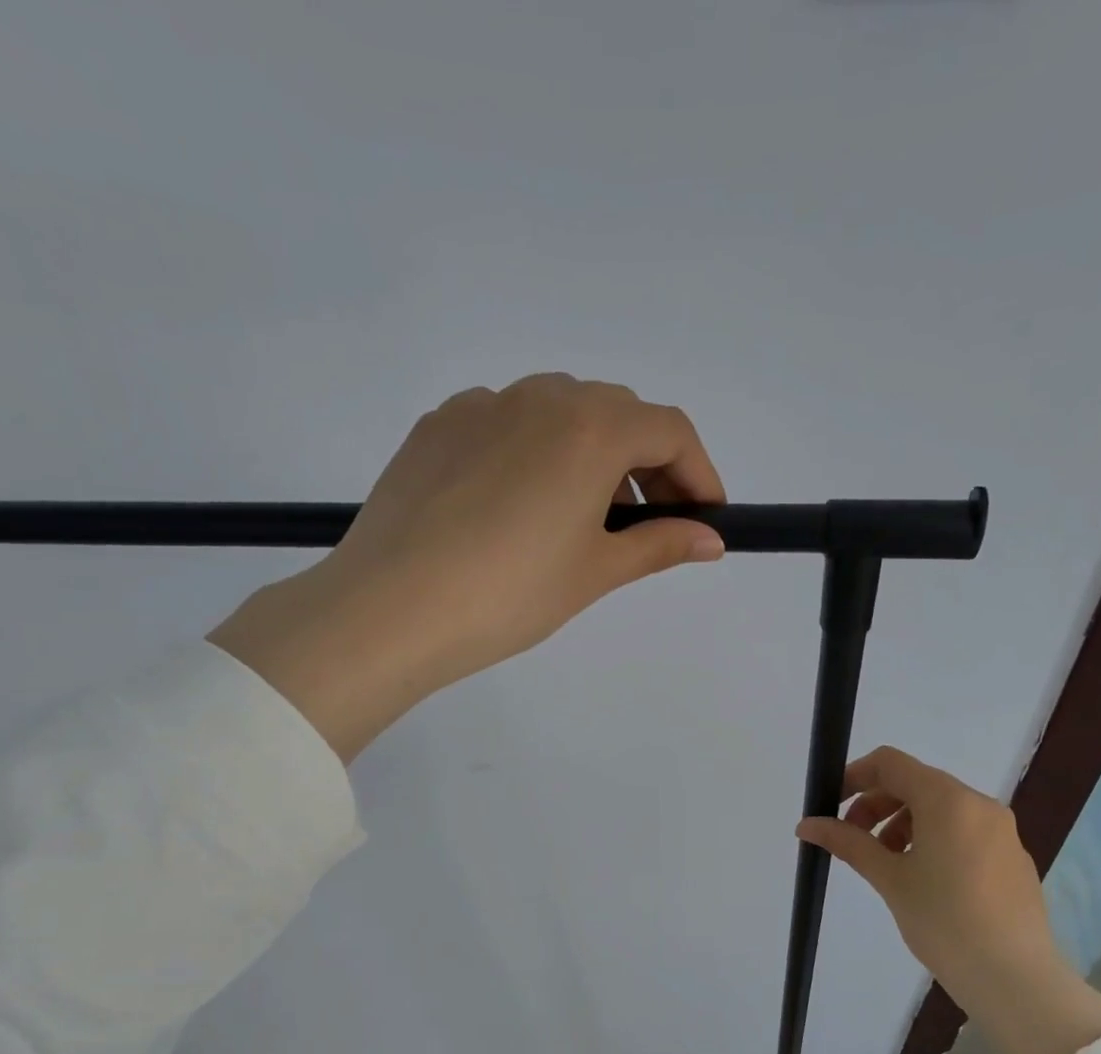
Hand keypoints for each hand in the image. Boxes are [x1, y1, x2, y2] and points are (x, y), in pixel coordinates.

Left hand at [209, 374, 725, 759]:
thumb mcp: (595, 571)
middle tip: (650, 523)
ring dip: (592, 454)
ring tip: (584, 518)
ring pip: (560, 412)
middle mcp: (539, 397)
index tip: (706, 519)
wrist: (390, 609)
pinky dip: (536, 453)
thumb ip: (660, 545)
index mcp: (589, 427)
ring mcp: (481, 405)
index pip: (670, 430)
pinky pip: (507, 423)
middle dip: (648, 463)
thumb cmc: (510, 594)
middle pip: (617, 413)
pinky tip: (520, 506)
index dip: (699, 473)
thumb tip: (711, 540)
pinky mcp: (437, 426)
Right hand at [797, 746, 1100, 1053]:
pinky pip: (963, 830)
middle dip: (876, 804)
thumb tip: (806, 824)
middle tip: (852, 840)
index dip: (854, 775)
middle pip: (916, 783)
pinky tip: (923, 879)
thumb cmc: (943, 921)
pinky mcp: (1012, 856)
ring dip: (903, 823)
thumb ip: (847, 843)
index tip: (831, 804)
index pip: (891, 763)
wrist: (1014, 978)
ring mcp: (1001, 830)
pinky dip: (933, 839)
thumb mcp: (889, 878)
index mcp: (948, 800)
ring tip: (886, 863)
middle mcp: (979, 804)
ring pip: (940, 808)